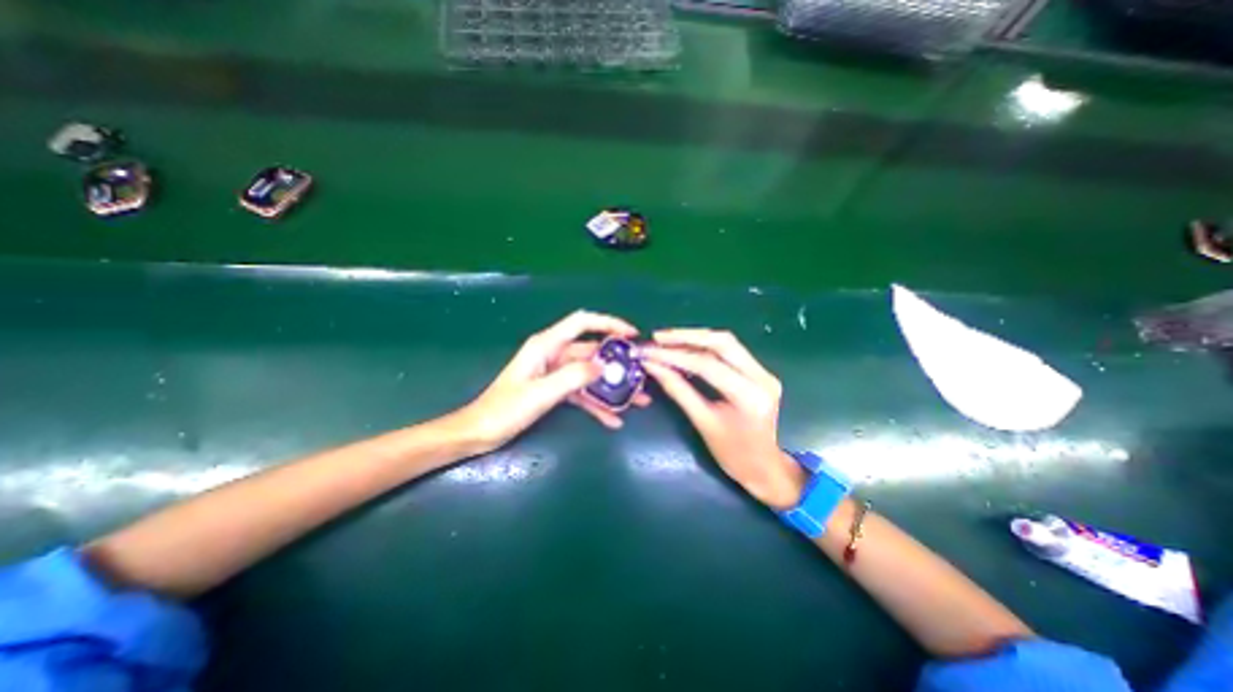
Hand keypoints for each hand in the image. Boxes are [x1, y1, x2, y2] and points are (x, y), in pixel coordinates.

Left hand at [452, 311, 646, 453]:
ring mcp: (555, 373)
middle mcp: (553, 355)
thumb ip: (573, 376)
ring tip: (636, 401)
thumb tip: (604, 365)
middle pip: (591, 351)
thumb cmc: (505, 409)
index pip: (582, 323)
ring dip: (611, 387)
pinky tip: (613, 419)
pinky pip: (581, 393)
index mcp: (546, 346)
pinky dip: (596, 404)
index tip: (631, 334)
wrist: (480, 432)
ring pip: (590, 375)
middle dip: (617, 363)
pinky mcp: (554, 390)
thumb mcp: (541, 393)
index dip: (608, 323)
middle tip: (641, 374)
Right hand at [647, 329, 811, 506]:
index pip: (707, 365)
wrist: (766, 468)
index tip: (650, 353)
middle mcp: (761, 377)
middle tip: (658, 338)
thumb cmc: (733, 455)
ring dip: (695, 337)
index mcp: (749, 396)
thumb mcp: (703, 423)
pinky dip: (705, 346)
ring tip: (667, 340)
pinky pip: (730, 350)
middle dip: (686, 336)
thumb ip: (678, 390)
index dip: (674, 356)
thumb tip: (653, 367)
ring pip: (726, 342)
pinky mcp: (759, 372)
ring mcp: (764, 372)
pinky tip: (686, 348)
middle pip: (722, 342)